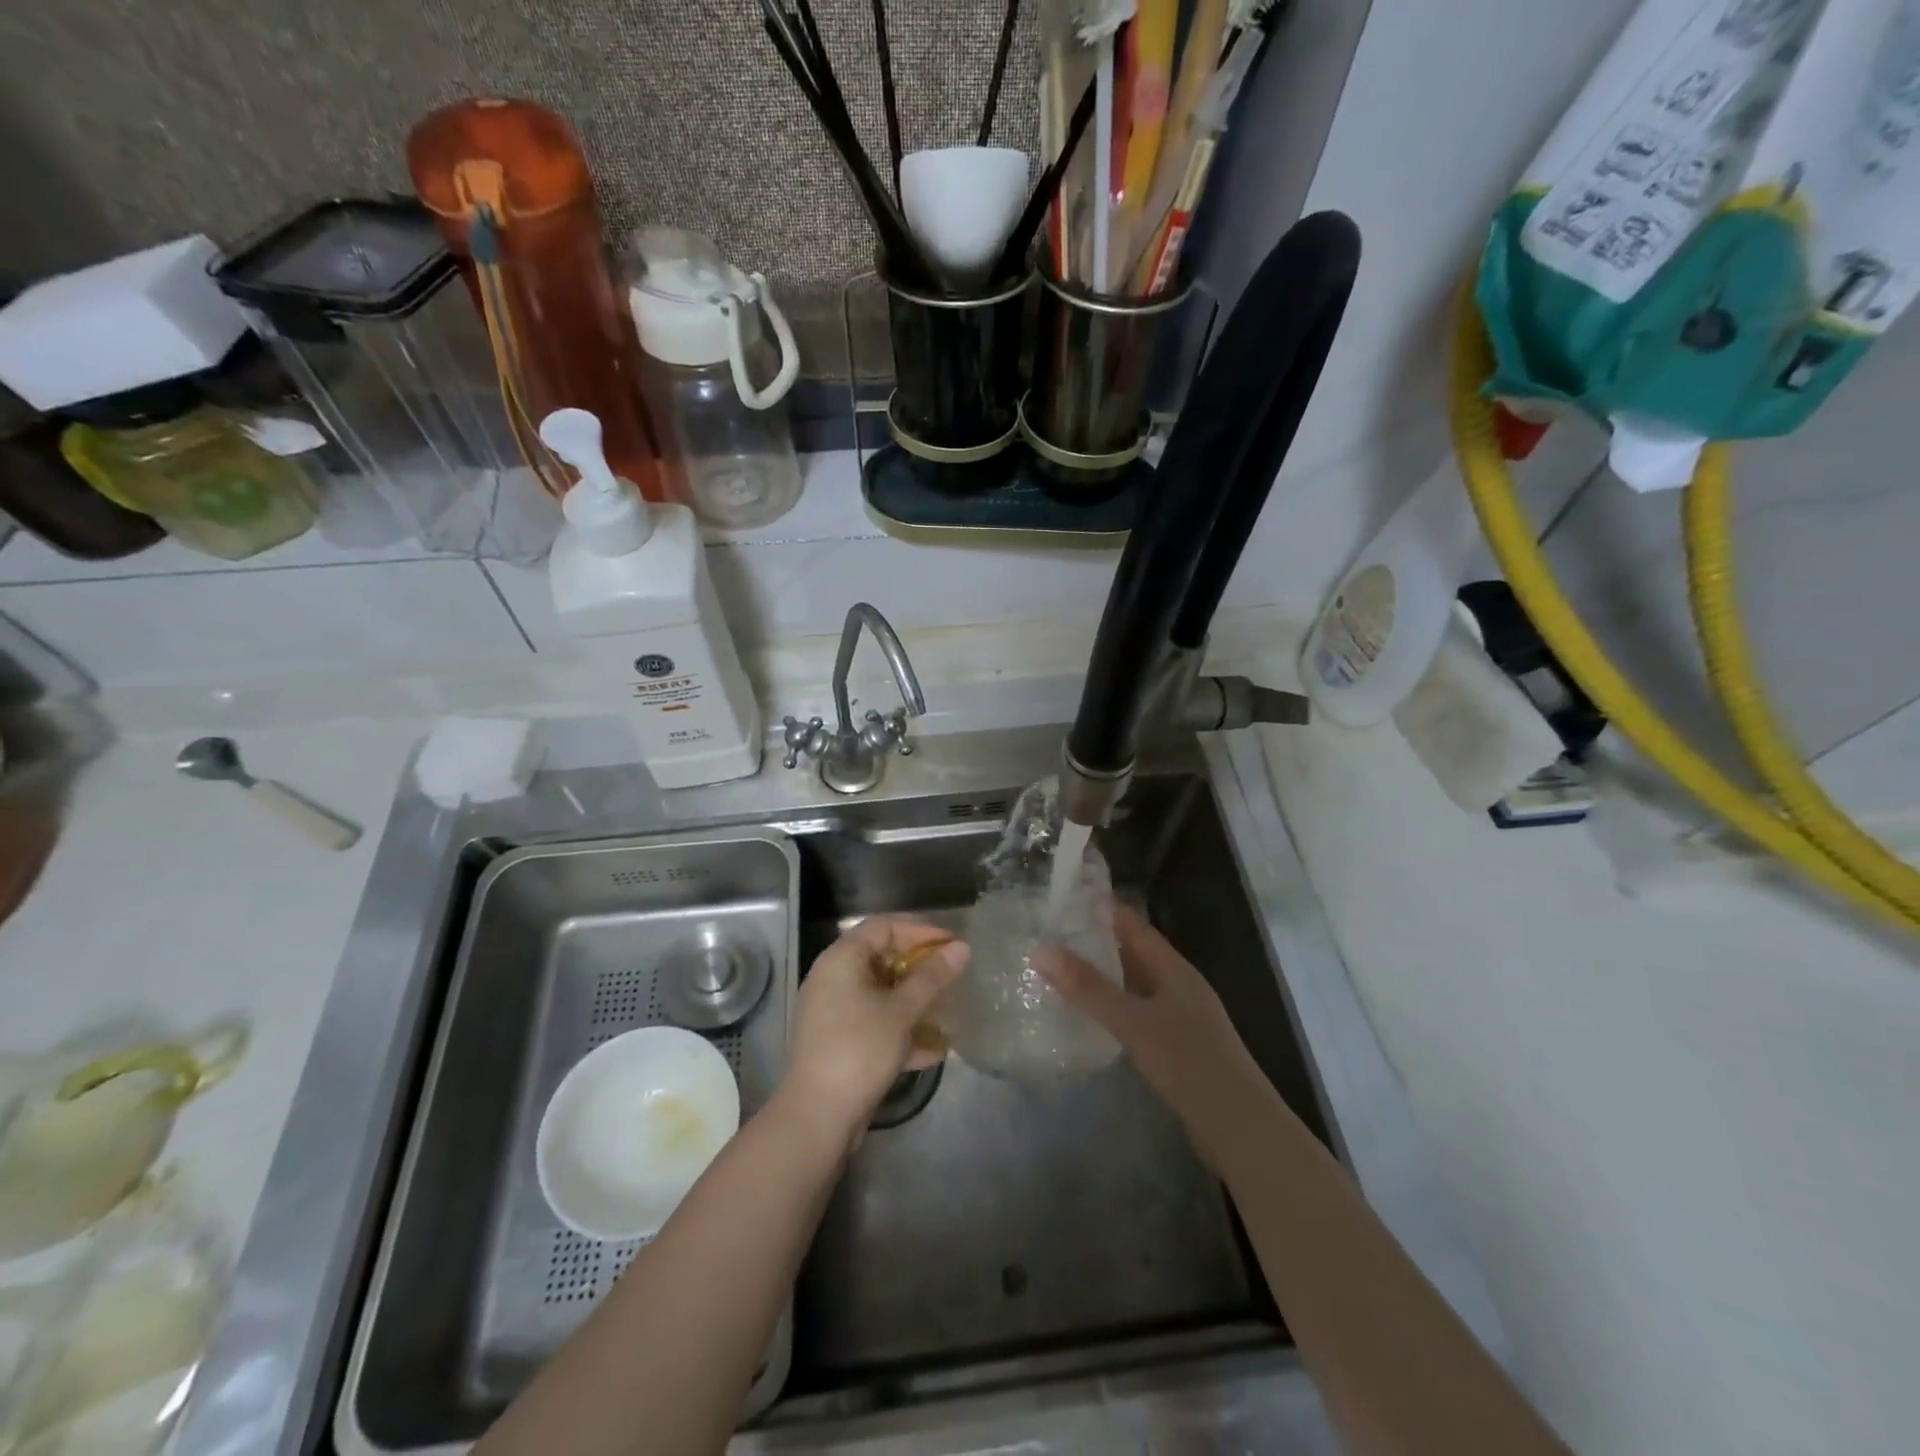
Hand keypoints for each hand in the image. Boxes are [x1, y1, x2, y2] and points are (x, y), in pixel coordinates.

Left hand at [783, 917, 968, 1152]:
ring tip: (948, 1013)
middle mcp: (834, 977)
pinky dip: (901, 1029)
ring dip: (915, 1001)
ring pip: (882, 993)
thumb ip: (933, 977)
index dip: (921, 930)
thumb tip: (962, 948)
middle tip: (953, 977)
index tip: (952, 944)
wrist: (818, 1116)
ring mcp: (834, 1010)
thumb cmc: (860, 1049)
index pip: (884, 926)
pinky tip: (933, 1050)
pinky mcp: (839, 1040)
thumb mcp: (902, 1011)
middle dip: (921, 969)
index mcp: (842, 959)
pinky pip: (875, 1022)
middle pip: (883, 958)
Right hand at [1036, 902, 1274, 1171]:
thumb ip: (1088, 988)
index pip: (1132, 924)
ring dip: (1103, 976)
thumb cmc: (1189, 1063)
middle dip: (1095, 941)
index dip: (1100, 909)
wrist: (1240, 1128)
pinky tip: (1091, 1017)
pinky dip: (1113, 1006)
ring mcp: (1180, 1015)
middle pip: (1133, 951)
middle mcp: (1178, 983)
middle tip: (1049, 935)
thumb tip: (1040, 949)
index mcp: (1173, 967)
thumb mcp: (1133, 1022)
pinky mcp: (1178, 1044)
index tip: (1060, 899)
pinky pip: (1138, 1011)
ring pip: (1135, 983)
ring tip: (1060, 971)